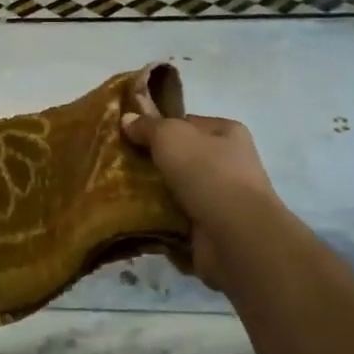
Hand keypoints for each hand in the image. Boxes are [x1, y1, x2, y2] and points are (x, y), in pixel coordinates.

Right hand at [121, 100, 277, 290]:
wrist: (234, 235)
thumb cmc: (207, 173)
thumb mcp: (171, 136)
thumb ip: (148, 126)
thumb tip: (127, 118)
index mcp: (228, 133)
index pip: (188, 123)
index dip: (160, 127)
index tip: (131, 135)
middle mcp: (230, 163)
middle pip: (182, 157)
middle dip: (154, 161)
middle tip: (122, 163)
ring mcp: (222, 198)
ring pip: (177, 187)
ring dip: (153, 191)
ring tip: (120, 189)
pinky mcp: (211, 227)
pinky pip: (177, 216)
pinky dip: (158, 217)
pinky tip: (134, 214)